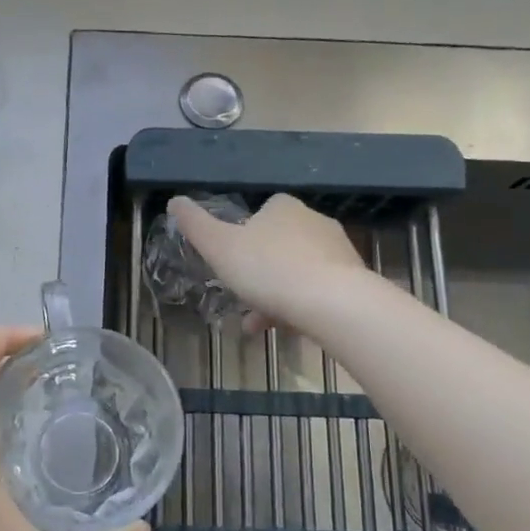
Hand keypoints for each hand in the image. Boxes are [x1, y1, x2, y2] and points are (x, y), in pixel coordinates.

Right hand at [169, 193, 367, 332]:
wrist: (333, 303)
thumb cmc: (268, 269)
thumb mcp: (219, 247)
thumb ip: (195, 225)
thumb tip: (174, 200)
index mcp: (283, 207)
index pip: (261, 214)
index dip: (242, 238)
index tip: (231, 264)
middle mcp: (314, 221)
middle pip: (278, 245)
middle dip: (258, 274)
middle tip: (242, 300)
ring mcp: (338, 250)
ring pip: (297, 271)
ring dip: (276, 295)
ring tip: (258, 325)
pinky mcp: (354, 279)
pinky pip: (319, 290)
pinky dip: (300, 306)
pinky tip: (286, 329)